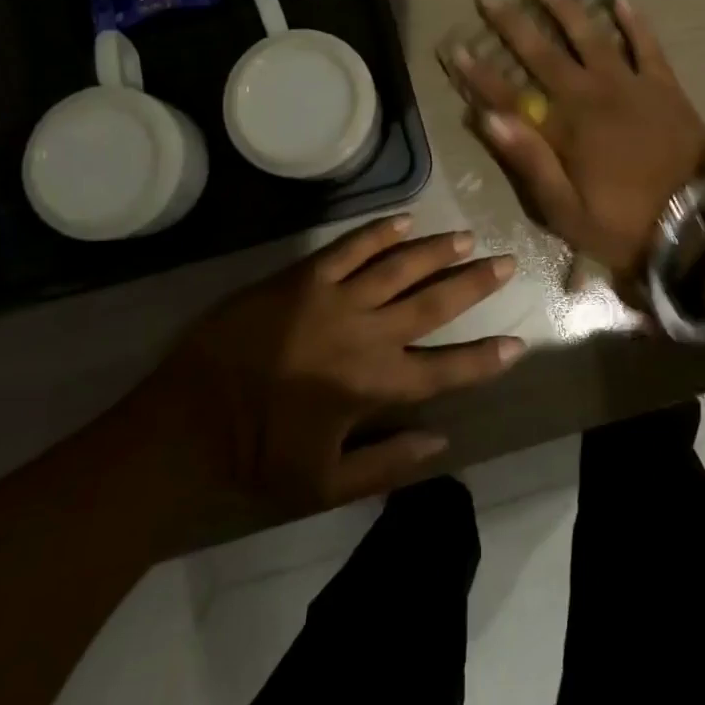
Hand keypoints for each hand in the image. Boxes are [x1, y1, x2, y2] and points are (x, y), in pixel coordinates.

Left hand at [149, 216, 523, 508]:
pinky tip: (404, 220)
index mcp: (374, 386)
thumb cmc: (257, 458)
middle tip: (506, 262)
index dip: (484, 359)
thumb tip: (443, 442)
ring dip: (436, 251)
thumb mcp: (326, 484)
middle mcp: (365, 335)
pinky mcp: (301, 278)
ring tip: (466, 238)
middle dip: (474, 284)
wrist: (187, 422)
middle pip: (433, 304)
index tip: (516, 344)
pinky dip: (379, 232)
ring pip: (398, 267)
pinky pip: (349, 247)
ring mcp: (333, 300)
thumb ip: (388, 463)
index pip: (446, 369)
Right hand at [447, 0, 704, 275]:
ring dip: (566, 8)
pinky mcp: (664, 86)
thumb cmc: (624, 225)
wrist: (696, 225)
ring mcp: (630, 86)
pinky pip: (647, 46)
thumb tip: (489, 119)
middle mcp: (592, 96)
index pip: (510, 95)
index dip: (479, 73)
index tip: (455, 47)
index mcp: (565, 129)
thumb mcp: (566, 211)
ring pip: (591, 37)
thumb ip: (529, 162)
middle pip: (544, 55)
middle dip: (512, 26)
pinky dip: (634, 22)